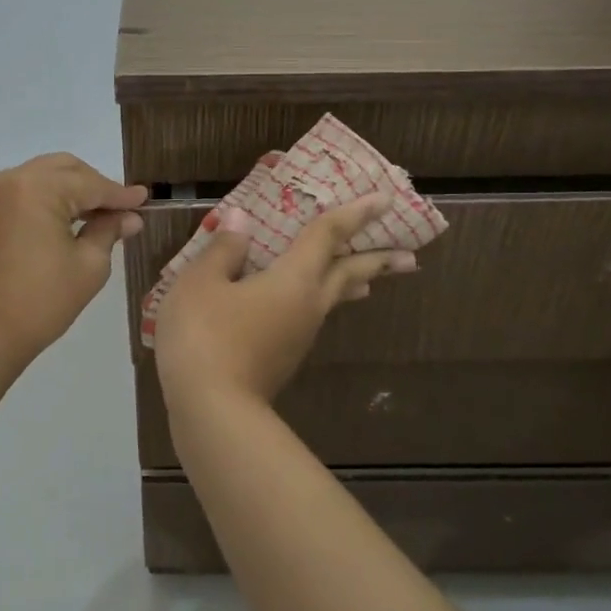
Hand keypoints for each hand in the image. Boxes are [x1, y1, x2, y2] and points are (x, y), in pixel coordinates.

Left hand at [0, 153, 146, 371]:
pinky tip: (70, 219)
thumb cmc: (41, 302)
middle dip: (95, 186)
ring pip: (45, 176)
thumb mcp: (88, 266)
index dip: (120, 194)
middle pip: (65, 169)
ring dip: (73, 190)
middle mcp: (11, 179)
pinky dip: (50, 198)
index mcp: (37, 189)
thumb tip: (130, 217)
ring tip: (100, 215)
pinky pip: (26, 191)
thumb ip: (109, 231)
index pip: (90, 184)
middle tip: (122, 209)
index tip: (146, 199)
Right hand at [154, 194, 416, 409]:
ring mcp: (298, 337)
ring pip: (332, 301)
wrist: (211, 411)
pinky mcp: (283, 360)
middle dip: (378, 261)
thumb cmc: (206, 337)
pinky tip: (300, 309)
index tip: (384, 199)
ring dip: (351, 285)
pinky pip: (310, 319)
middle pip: (349, 276)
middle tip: (408, 256)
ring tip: (366, 283)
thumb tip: (239, 219)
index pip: (328, 236)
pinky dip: (318, 303)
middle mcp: (307, 306)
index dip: (354, 214)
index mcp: (294, 280)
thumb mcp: (201, 283)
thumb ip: (224, 249)